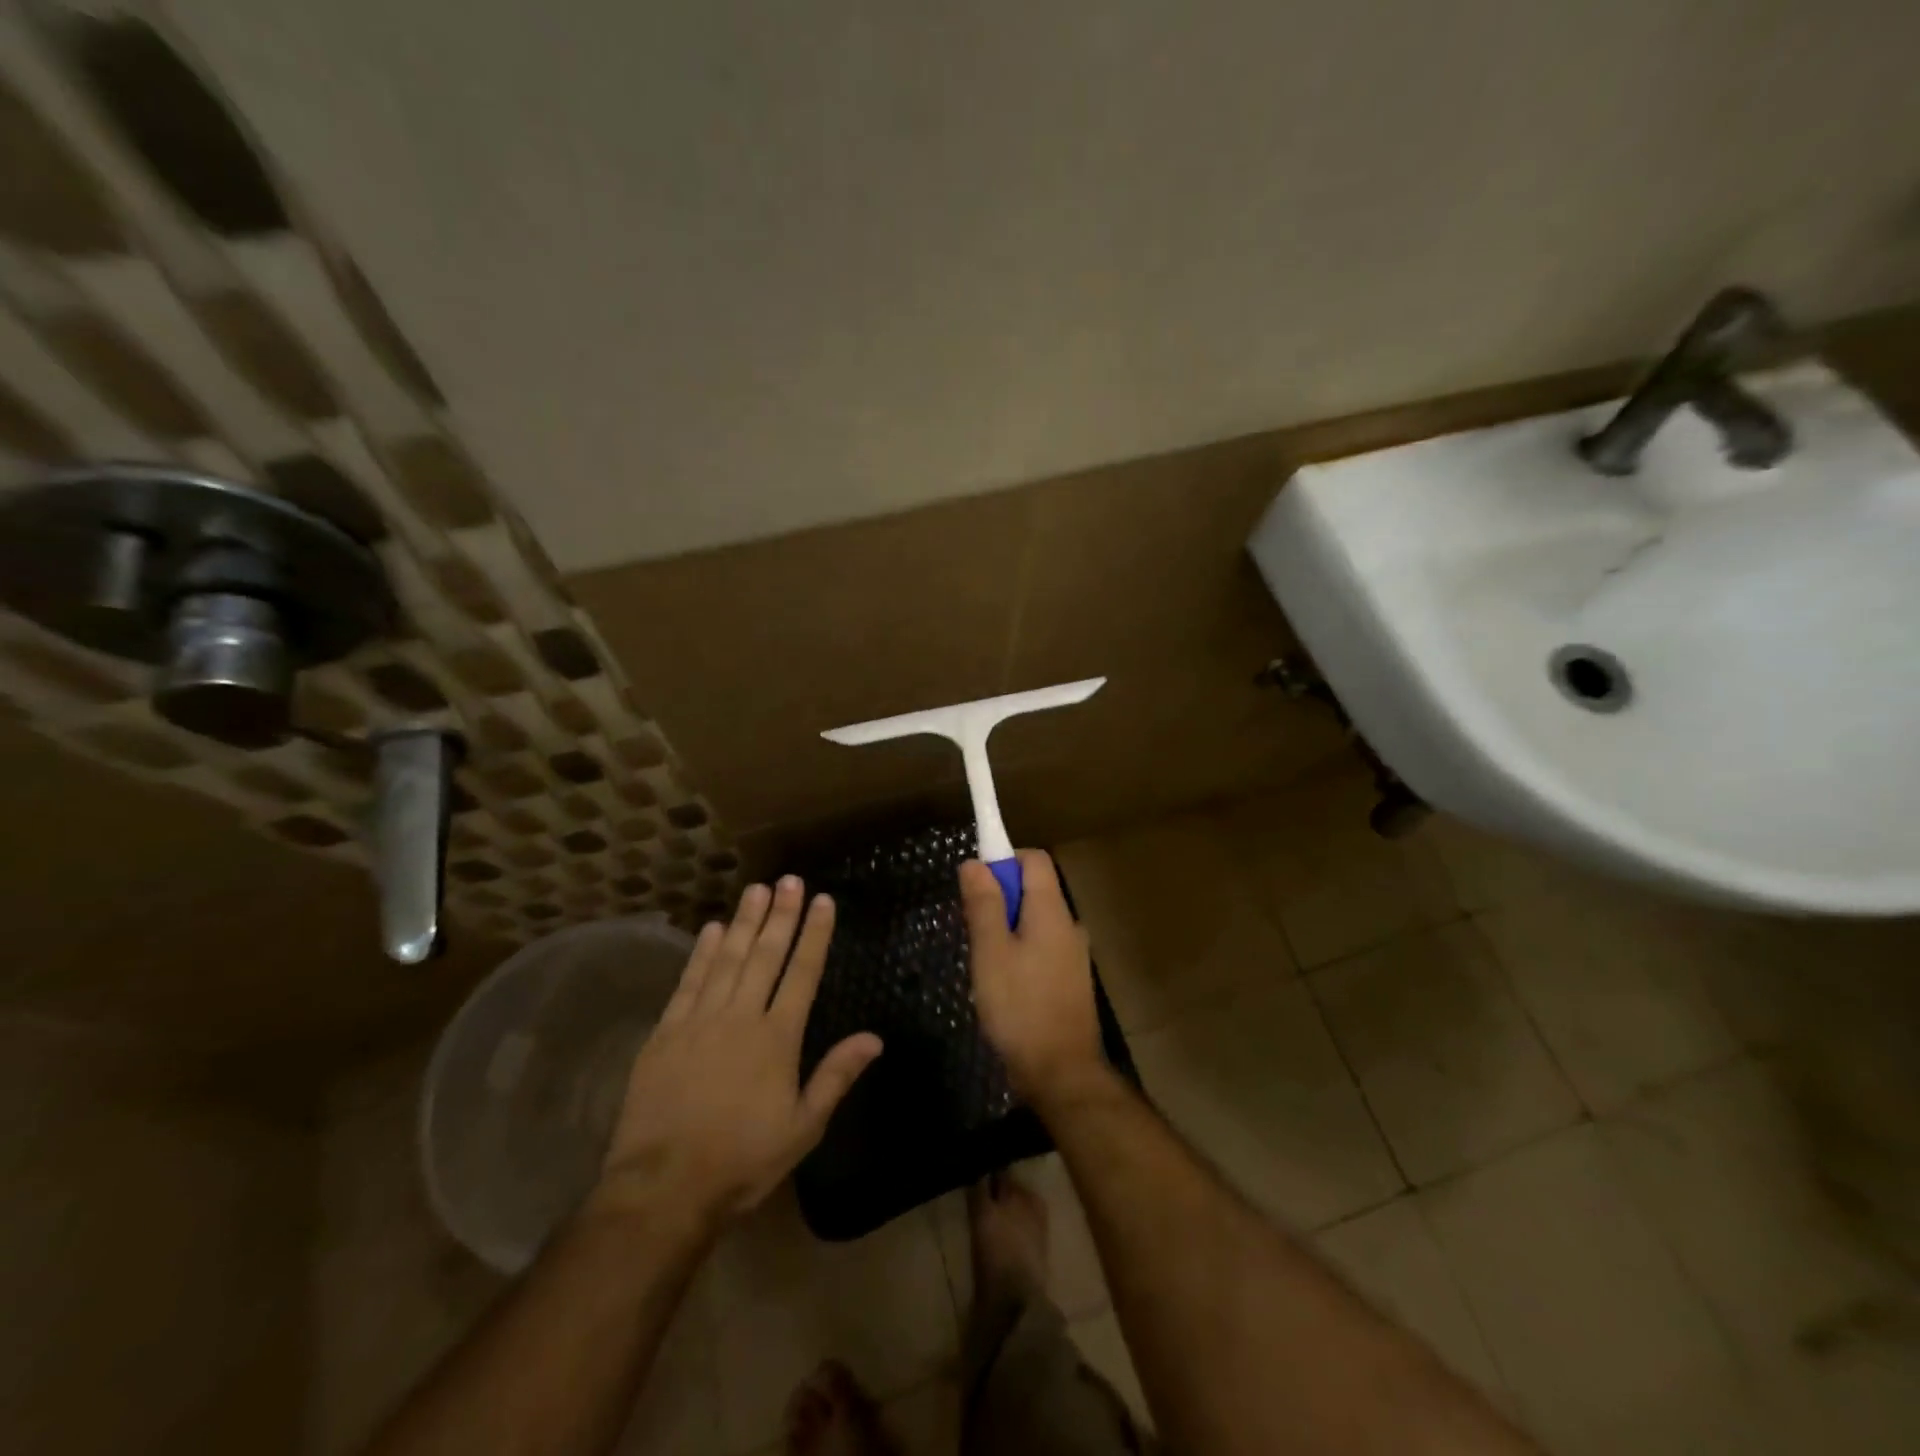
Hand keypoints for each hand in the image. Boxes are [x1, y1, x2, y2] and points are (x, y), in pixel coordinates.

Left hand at [590, 878, 882, 1229]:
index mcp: (778, 1038)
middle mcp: (741, 1017)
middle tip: (790, 879)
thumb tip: (874, 1038)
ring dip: (744, 921)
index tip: (823, 900)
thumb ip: (836, 1076)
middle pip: (765, 955)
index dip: (814, 934)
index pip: (802, 973)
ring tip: (757, 889)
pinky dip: (701, 952)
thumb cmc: (742, 1160)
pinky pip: (689, 981)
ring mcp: (700, 1020)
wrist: (664, 1187)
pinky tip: (711, 928)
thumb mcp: (802, 1128)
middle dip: (781, 915)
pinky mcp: (666, 1032)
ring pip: (727, 958)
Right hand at [960, 850, 1109, 1110]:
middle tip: (972, 930)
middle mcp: (1069, 925)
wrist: (1061, 1073)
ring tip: (983, 962)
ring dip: (1008, 928)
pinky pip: (1042, 947)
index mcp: (1052, 911)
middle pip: (1034, 889)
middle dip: (1000, 898)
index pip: (1034, 859)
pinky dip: (1020, 951)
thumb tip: (975, 862)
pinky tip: (1003, 984)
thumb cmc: (1020, 1007)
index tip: (976, 882)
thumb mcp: (991, 952)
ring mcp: (1074, 954)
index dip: (1004, 859)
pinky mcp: (1071, 980)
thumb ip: (984, 904)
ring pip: (1036, 921)